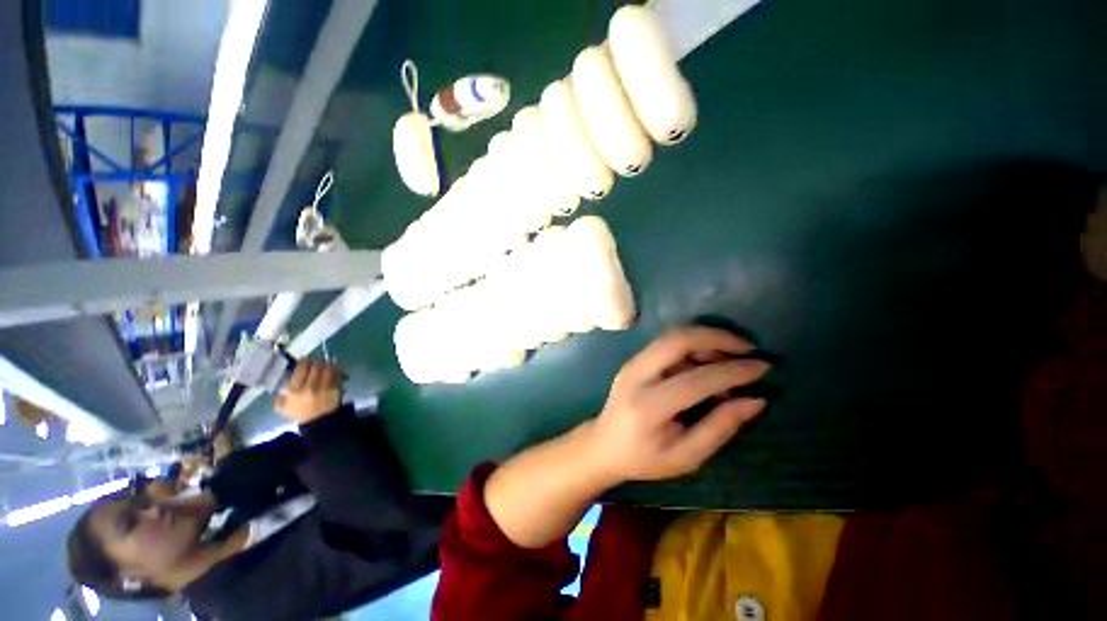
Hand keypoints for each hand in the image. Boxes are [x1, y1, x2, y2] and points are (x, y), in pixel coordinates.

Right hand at [275, 360, 342, 424]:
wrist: (319, 422)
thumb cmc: (300, 413)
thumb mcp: (282, 407)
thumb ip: (279, 395)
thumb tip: (284, 382)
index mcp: (294, 390)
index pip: (301, 368)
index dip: (304, 361)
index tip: (305, 361)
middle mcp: (310, 386)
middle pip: (316, 366)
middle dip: (317, 362)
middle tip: (317, 363)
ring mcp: (324, 387)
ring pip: (328, 368)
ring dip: (328, 364)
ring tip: (327, 364)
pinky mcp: (336, 388)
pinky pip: (337, 374)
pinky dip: (337, 369)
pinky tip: (335, 368)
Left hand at [584, 327, 768, 484]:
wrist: (603, 444)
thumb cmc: (644, 458)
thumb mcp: (686, 457)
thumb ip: (719, 427)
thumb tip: (756, 400)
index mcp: (648, 406)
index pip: (695, 379)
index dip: (733, 371)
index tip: (763, 367)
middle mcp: (637, 375)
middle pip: (677, 340)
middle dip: (717, 337)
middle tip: (748, 349)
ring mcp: (632, 363)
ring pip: (671, 336)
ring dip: (705, 339)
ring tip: (732, 357)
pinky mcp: (634, 360)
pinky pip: (666, 343)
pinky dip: (692, 345)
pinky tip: (709, 361)